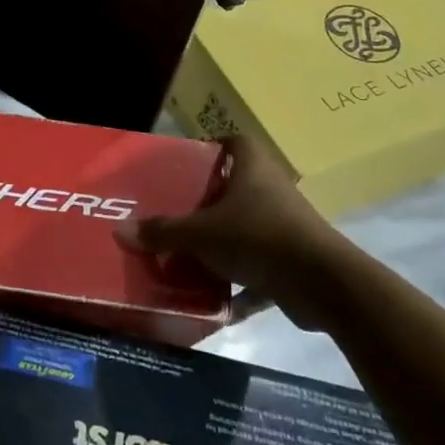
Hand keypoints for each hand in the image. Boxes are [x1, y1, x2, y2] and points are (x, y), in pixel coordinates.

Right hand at [114, 134, 344, 326]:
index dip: (211, 147)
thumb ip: (163, 232)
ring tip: (186, 258)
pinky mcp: (295, 261)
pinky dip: (240, 284)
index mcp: (252, 167)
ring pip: (246, 229)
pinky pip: (259, 268)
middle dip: (206, 203)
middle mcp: (272, 189)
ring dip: (221, 246)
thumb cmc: (259, 237)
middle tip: (174, 215)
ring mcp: (286, 226)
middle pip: (235, 188)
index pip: (232, 142)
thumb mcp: (201, 234)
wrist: (324, 284)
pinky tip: (215, 302)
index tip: (185, 164)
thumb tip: (120, 230)